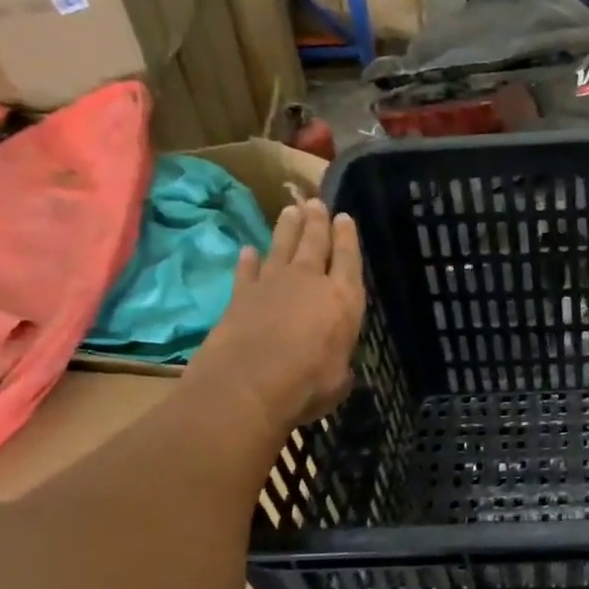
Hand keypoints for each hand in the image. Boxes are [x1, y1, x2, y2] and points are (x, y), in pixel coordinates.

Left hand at [186, 200, 364, 429]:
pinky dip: (248, 260)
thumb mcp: (338, 379)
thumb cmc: (307, 385)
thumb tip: (338, 368)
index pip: (348, 259)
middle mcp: (309, 281)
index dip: (347, 237)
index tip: (344, 217)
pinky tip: (249, 250)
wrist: (248, 386)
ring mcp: (272, 284)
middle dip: (318, 221)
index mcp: (343, 299)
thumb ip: (340, 364)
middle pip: (314, 242)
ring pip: (282, 247)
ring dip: (287, 228)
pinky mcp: (240, 295)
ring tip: (291, 211)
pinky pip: (247, 270)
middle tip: (317, 203)